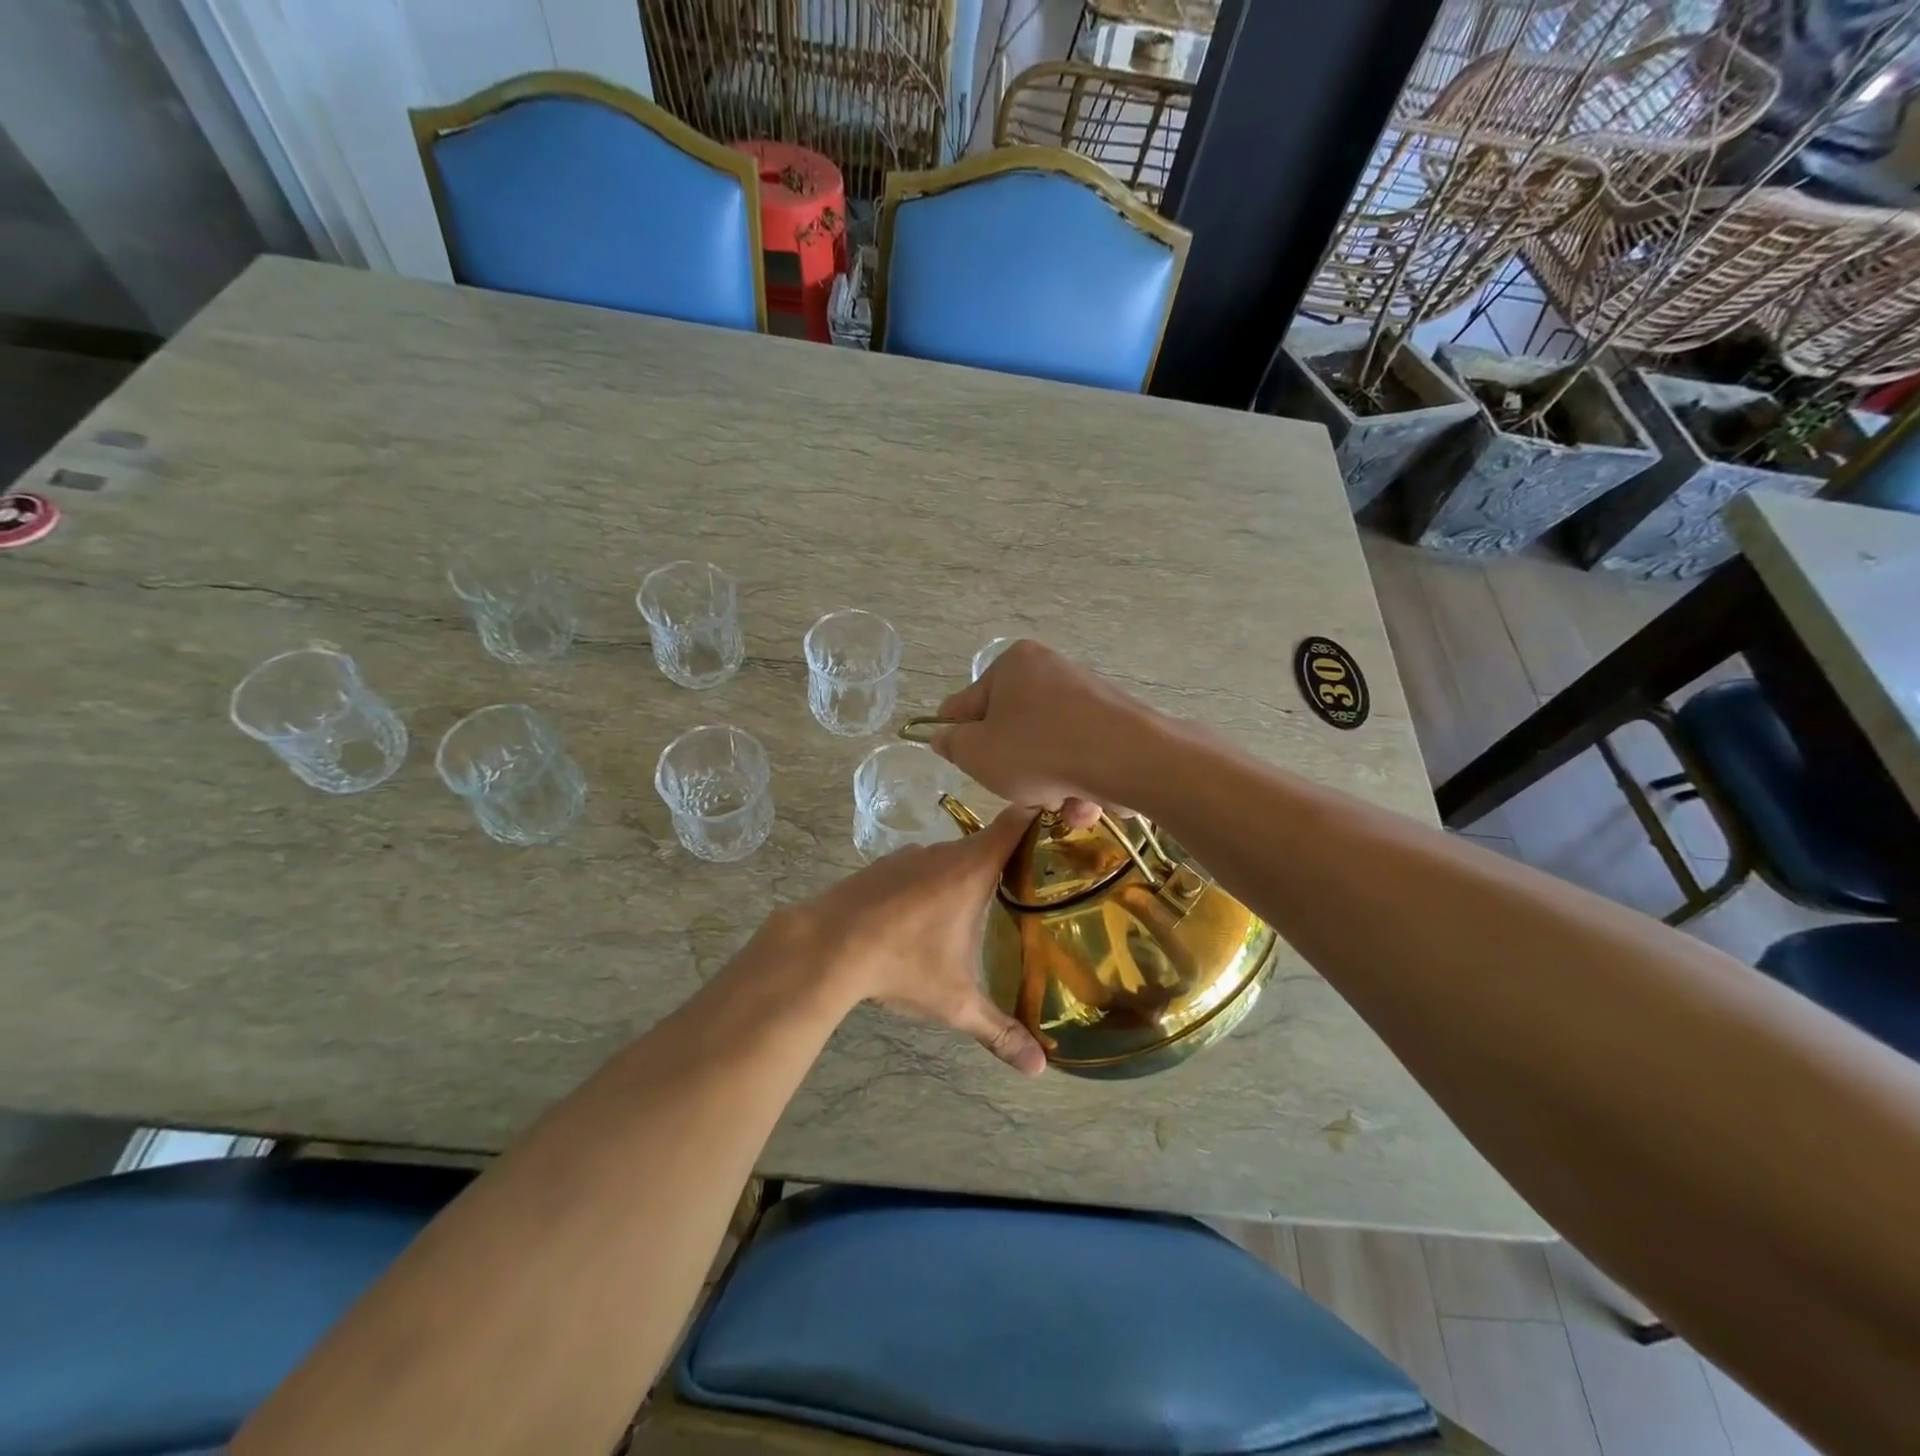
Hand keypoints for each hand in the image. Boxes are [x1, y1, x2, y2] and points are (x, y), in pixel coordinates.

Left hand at [785, 808, 1046, 1075]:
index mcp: (972, 868)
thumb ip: (998, 1031)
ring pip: (951, 858)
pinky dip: (931, 883)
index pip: (1017, 821)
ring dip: (965, 876)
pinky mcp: (882, 866)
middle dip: (1008, 861)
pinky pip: (920, 868)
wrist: (825, 945)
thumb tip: (1039, 1069)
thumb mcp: (955, 1002)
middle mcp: (944, 852)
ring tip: (980, 909)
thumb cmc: (901, 964)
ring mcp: (909, 856)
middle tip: (1033, 888)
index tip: (1063, 826)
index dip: (1041, 816)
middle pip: (987, 843)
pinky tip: (925, 917)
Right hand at [929, 641, 1152, 829]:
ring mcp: (1087, 696)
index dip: (959, 738)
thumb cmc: (1038, 750)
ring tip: (1059, 803)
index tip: (966, 764)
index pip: (967, 704)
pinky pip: (1082, 756)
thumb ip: (952, 744)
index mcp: (1013, 665)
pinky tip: (1086, 803)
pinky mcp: (1116, 724)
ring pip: (1048, 751)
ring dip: (1049, 786)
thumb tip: (944, 736)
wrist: (1128, 759)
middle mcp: (1050, 671)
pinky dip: (1079, 783)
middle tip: (1019, 789)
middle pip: (1012, 731)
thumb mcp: (977, 753)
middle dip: (1014, 770)